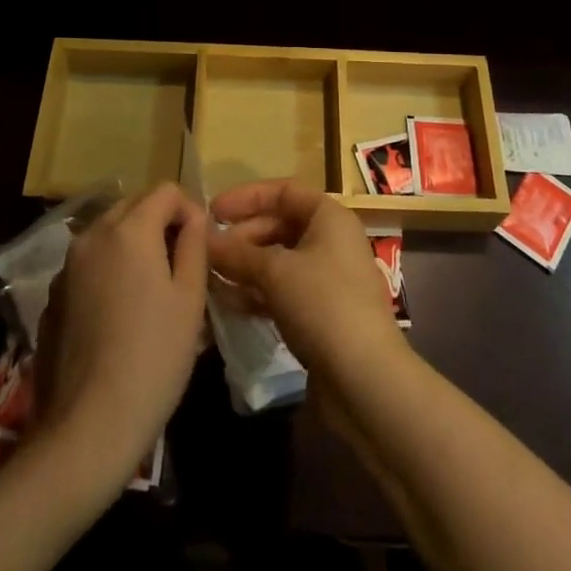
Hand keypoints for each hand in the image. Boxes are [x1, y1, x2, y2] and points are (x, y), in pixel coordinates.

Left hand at [34, 184, 207, 486]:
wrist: (89, 424)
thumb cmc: (154, 356)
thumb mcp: (190, 298)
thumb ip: (194, 244)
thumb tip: (194, 217)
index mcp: (129, 230)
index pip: (165, 190)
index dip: (189, 208)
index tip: (201, 243)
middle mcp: (92, 235)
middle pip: (133, 204)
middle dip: (160, 220)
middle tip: (181, 262)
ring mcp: (67, 266)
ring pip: (108, 232)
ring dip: (134, 242)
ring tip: (153, 286)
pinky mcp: (53, 296)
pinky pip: (89, 262)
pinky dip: (110, 267)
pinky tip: (122, 311)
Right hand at [207, 181, 406, 381]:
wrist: (365, 379)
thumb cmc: (323, 305)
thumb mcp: (275, 272)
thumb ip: (237, 252)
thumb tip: (204, 239)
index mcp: (330, 217)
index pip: (284, 191)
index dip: (246, 197)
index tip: (212, 211)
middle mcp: (332, 240)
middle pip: (280, 225)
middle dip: (243, 237)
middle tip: (209, 254)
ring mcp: (329, 278)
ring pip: (279, 261)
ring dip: (246, 267)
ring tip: (212, 280)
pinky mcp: (323, 313)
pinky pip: (284, 290)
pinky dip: (258, 292)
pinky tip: (230, 305)